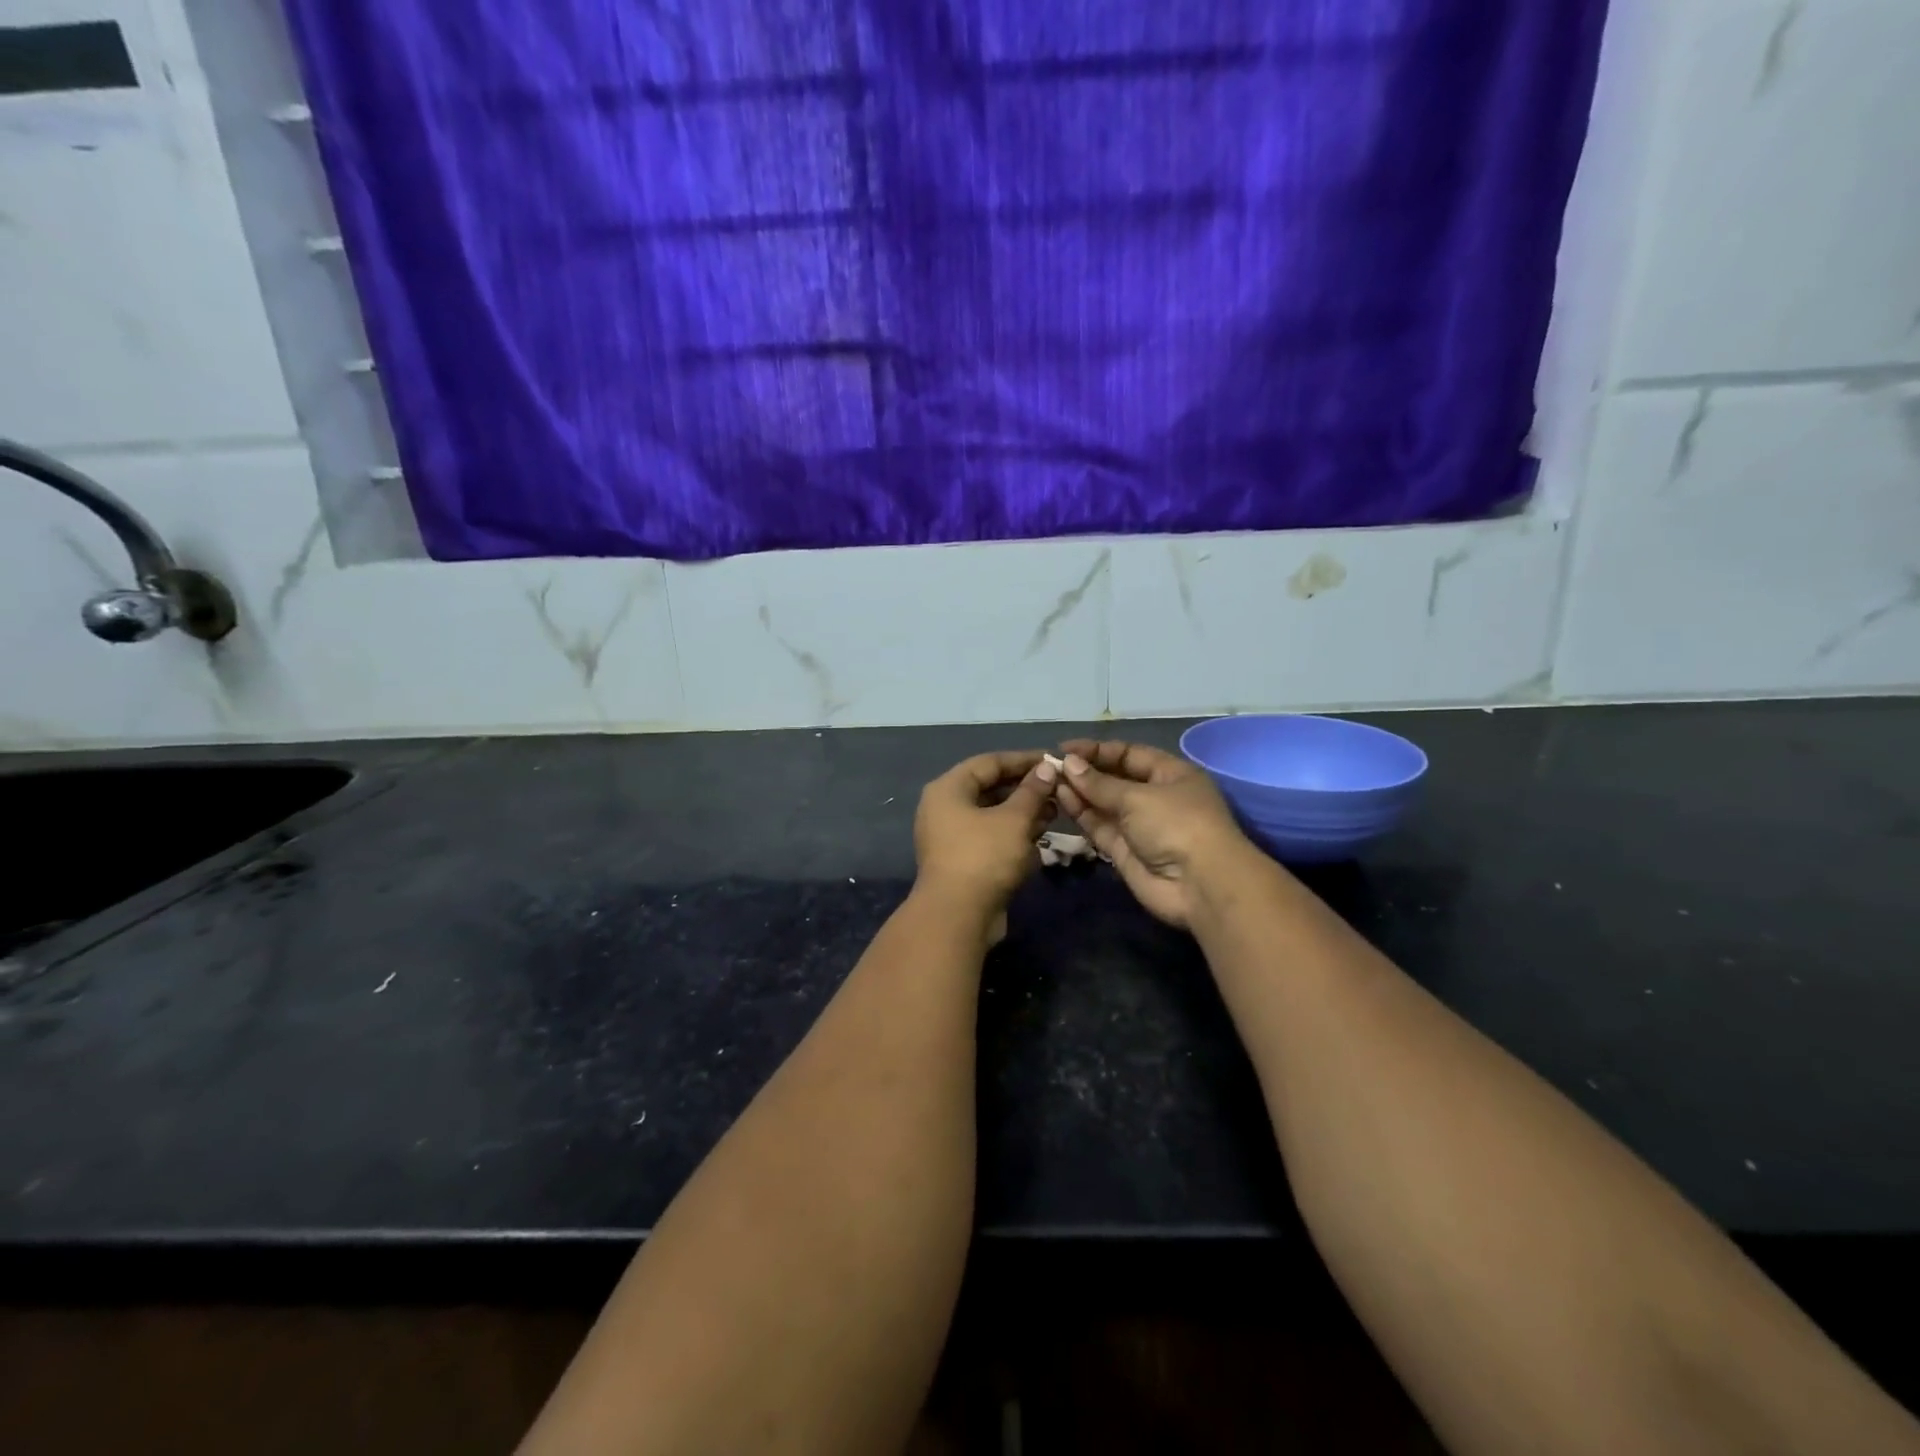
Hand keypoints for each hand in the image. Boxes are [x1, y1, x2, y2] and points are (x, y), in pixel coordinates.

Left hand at [912, 750, 1057, 930]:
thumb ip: (1032, 791)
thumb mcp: (1014, 820)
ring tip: (1055, 810)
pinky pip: (990, 837)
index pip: (989, 762)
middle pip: (989, 788)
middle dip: (1025, 788)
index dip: (1023, 760)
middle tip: (1057, 788)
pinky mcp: (962, 861)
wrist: (957, 918)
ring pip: (992, 814)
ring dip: (1022, 812)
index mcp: (948, 789)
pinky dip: (1013, 833)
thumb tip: (1047, 768)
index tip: (1053, 761)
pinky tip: (1040, 836)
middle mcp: (944, 808)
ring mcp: (951, 836)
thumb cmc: (984, 857)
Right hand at [1053, 739, 1253, 927]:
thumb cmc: (1176, 824)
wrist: (1199, 885)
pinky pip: (1101, 827)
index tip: (1065, 748)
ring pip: (1104, 804)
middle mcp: (1156, 797)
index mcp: (1171, 774)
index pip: (1130, 754)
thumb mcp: (1137, 796)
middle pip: (1115, 779)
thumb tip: (1068, 763)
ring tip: (1049, 780)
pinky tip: (1061, 798)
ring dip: (1080, 792)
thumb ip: (1099, 783)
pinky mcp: (1125, 851)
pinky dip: (1082, 814)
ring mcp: (1140, 826)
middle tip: (1052, 766)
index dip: (1098, 750)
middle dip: (1086, 772)